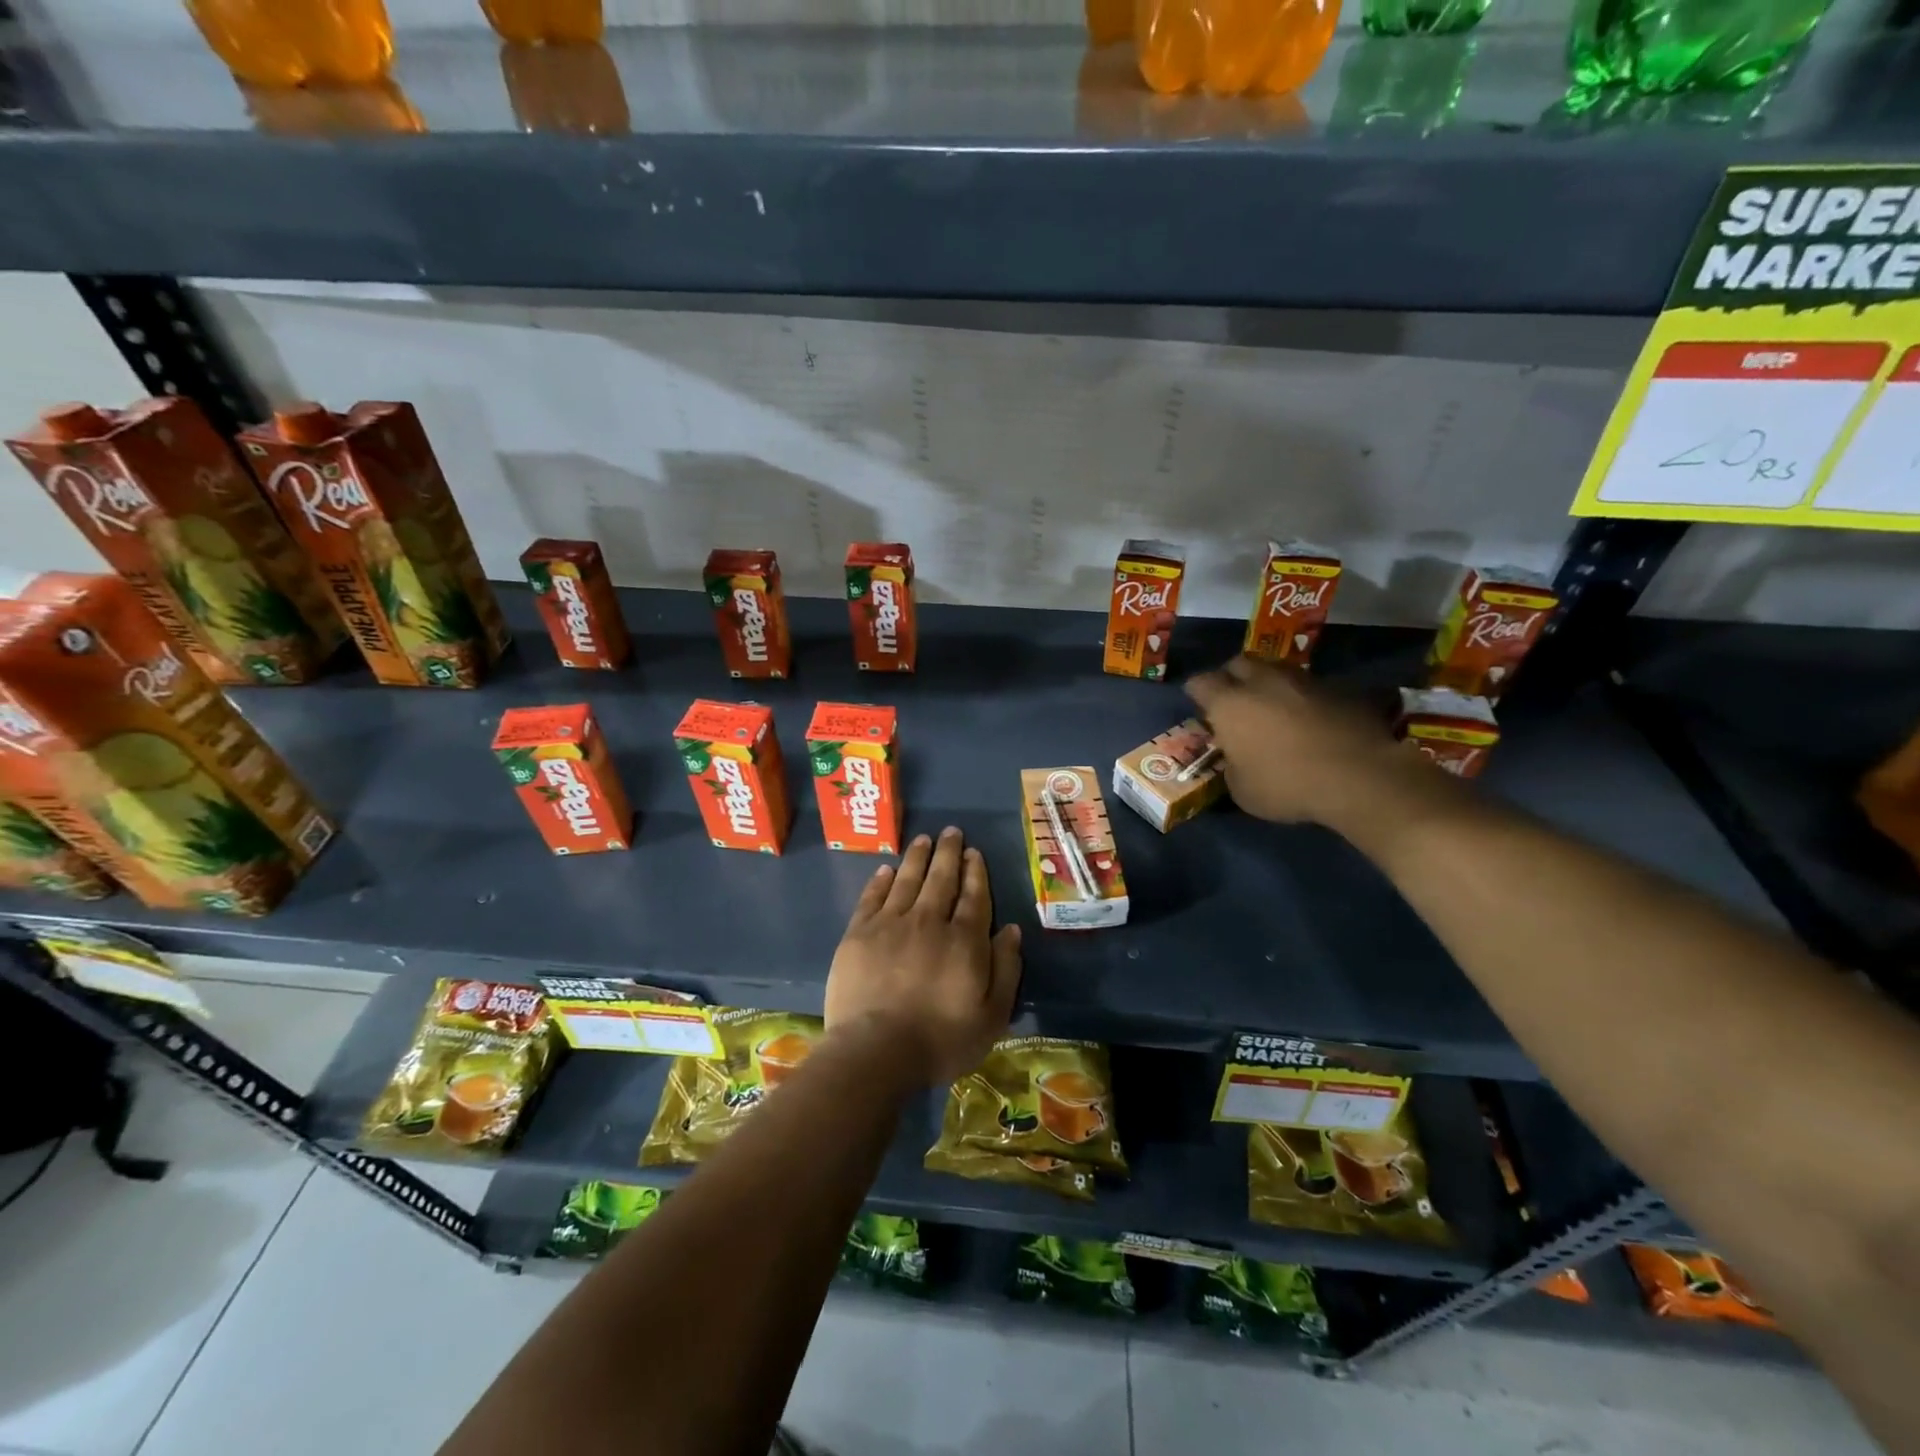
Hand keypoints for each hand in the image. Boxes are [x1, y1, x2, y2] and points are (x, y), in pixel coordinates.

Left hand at [825, 827, 1022, 1086]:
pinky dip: (881, 881)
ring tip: (924, 839)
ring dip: (917, 857)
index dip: (975, 872)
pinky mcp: (859, 934)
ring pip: (907, 880)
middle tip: (951, 832)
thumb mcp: (992, 1015)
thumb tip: (1010, 930)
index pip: (973, 896)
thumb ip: (1005, 969)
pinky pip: (872, 897)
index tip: (974, 852)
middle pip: (941, 879)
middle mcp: (929, 921)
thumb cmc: (941, 1040)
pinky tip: (886, 869)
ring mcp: (890, 924)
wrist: (877, 1051)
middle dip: (948, 853)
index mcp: (964, 940)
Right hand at [1186, 655, 1444, 830]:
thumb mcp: (1242, 790)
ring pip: (1276, 670)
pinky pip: (1311, 686)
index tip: (1201, 709)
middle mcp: (1263, 682)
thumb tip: (1236, 758)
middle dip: (1232, 678)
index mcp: (1229, 704)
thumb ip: (1232, 766)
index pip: (1200, 683)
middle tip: (1235, 701)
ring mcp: (1304, 681)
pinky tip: (1311, 720)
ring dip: (1270, 684)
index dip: (1197, 694)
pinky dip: (1304, 698)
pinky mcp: (1339, 689)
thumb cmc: (1287, 785)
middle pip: (1238, 663)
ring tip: (1274, 708)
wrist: (1360, 777)